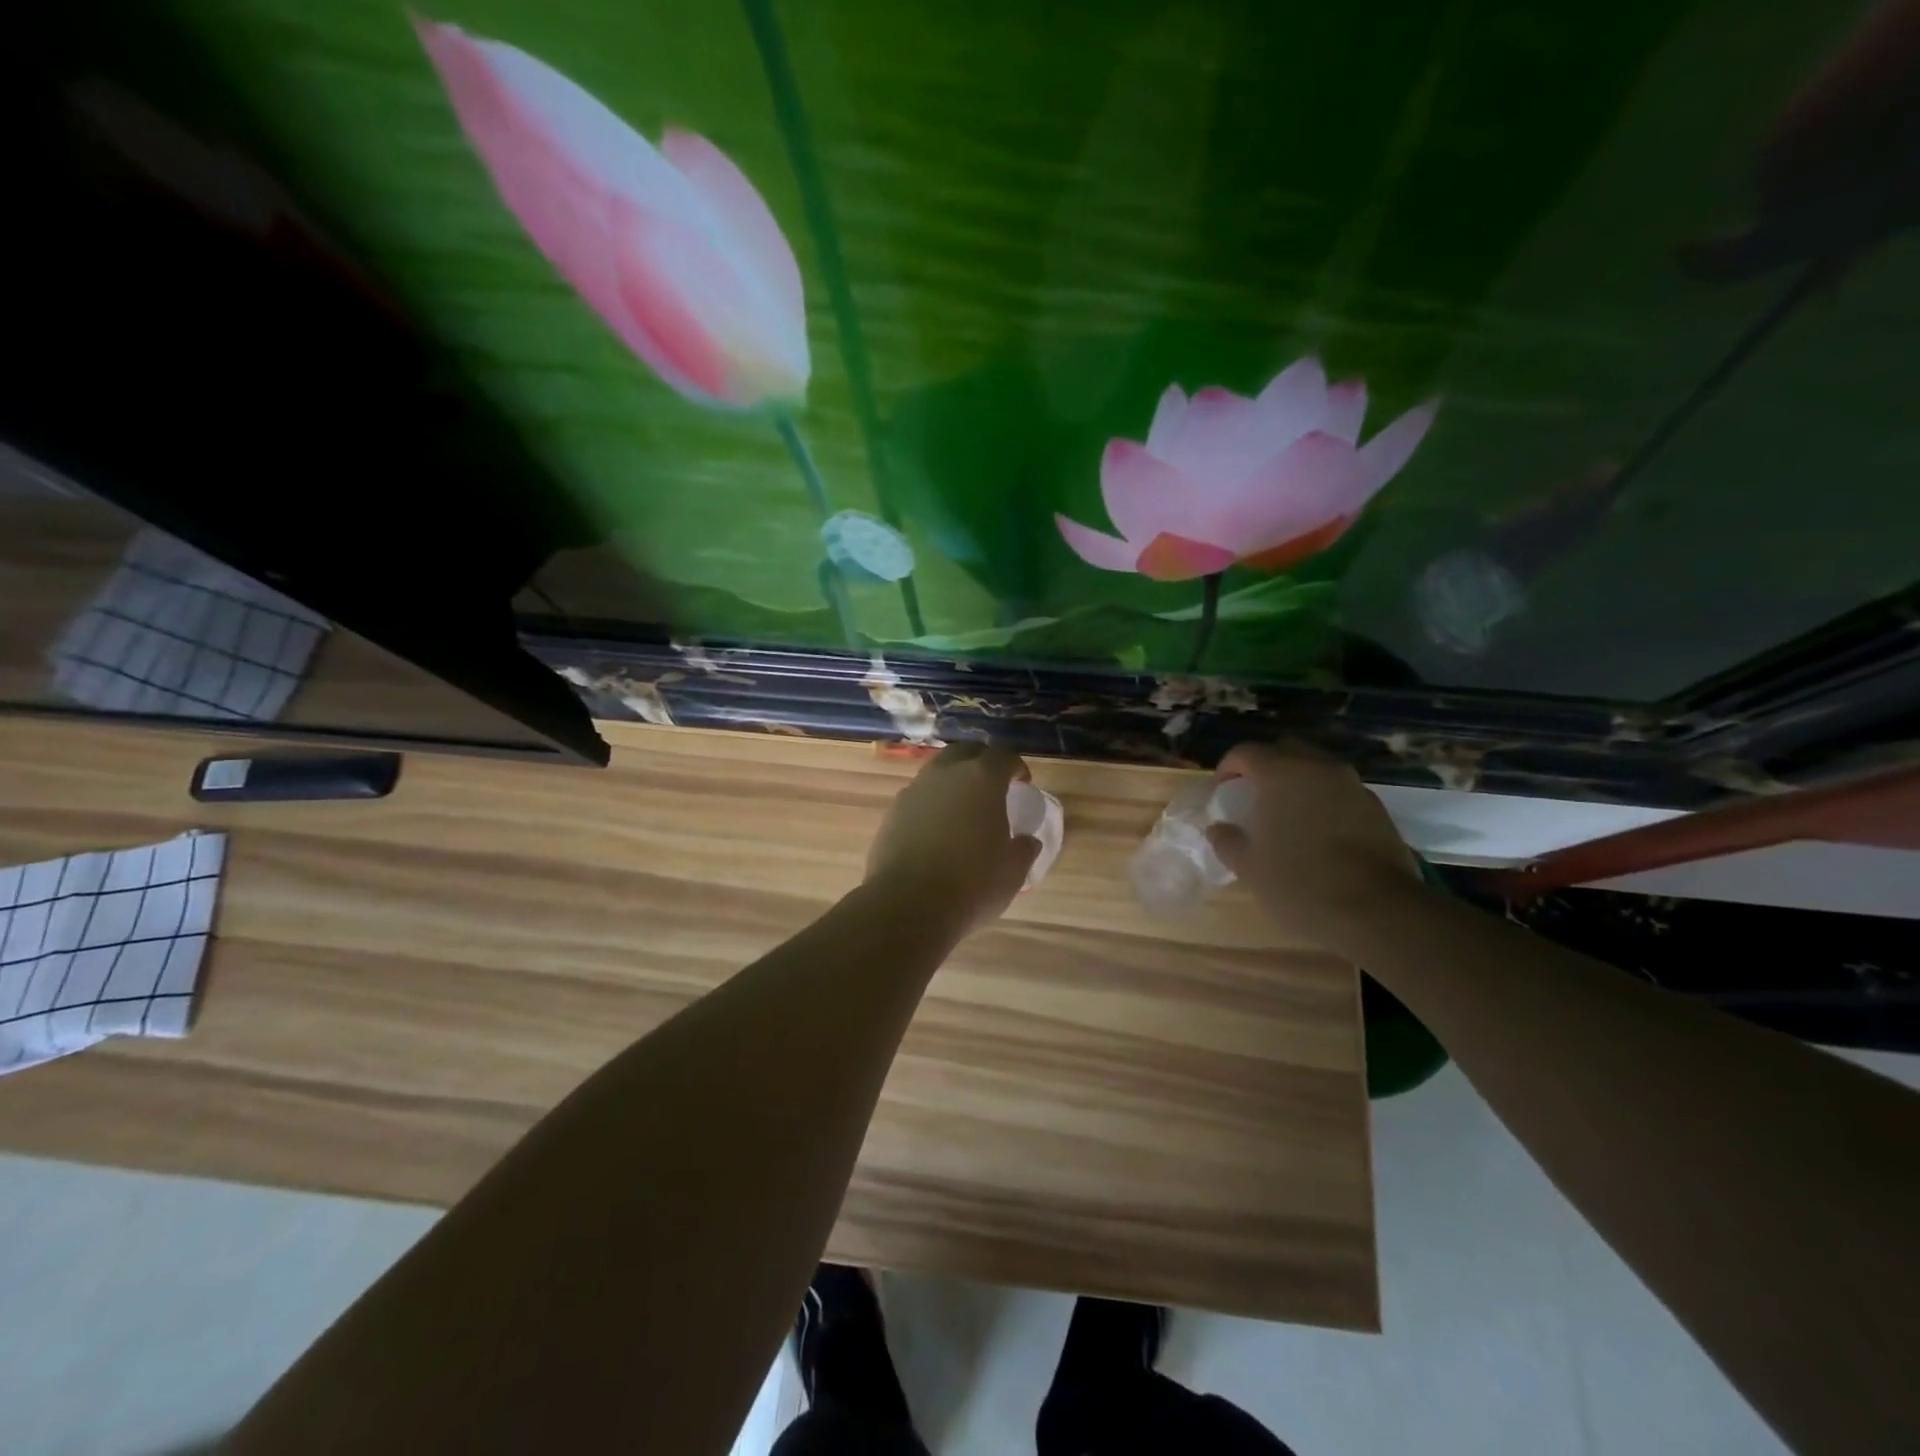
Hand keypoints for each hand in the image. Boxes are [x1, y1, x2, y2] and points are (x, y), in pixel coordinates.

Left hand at [864, 743, 1042, 936]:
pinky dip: (931, 805)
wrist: (908, 905)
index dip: (1016, 767)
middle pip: (965, 753)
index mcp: (982, 778)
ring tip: (963, 811)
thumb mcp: (1013, 871)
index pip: (1003, 755)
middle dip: (981, 763)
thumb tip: (1027, 840)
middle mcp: (945, 774)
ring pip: (937, 773)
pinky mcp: (892, 813)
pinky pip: (918, 798)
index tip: (1022, 784)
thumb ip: (1024, 848)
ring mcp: (914, 791)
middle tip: (992, 787)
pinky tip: (936, 832)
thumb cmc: (972, 884)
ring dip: (952, 783)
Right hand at [1205, 741, 1420, 952]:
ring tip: (1287, 814)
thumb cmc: (1300, 883)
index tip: (1221, 791)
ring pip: (1316, 768)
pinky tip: (1318, 831)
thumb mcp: (1248, 867)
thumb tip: (1218, 828)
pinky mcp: (1376, 807)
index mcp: (1280, 774)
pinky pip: (1340, 790)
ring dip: (1297, 781)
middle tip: (1254, 795)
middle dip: (1265, 766)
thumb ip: (1227, 840)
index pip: (1245, 752)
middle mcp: (1317, 767)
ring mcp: (1352, 785)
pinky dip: (1323, 799)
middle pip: (1284, 750)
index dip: (1227, 768)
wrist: (1377, 911)